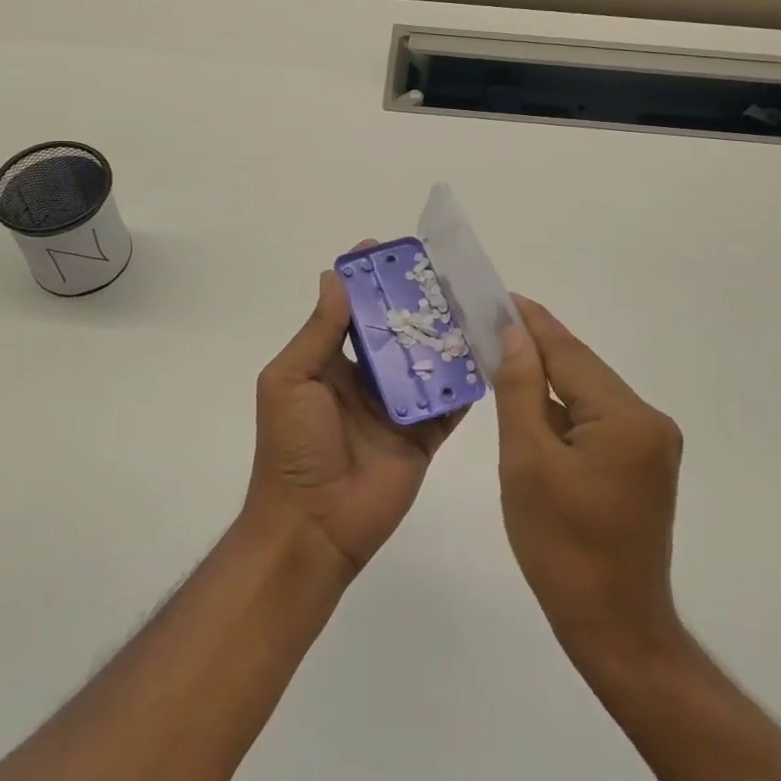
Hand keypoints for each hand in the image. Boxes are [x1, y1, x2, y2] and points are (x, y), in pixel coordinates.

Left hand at [245, 249, 461, 576]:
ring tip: (473, 302)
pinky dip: (467, 381)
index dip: (369, 282)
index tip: (389, 252)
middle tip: (445, 272)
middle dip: (417, 303)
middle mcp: (367, 379)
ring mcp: (398, 408)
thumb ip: (319, 332)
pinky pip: (450, 403)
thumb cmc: (292, 448)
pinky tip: (489, 352)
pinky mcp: (424, 436)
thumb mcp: (291, 380)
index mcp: (331, 364)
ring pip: (427, 362)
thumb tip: (335, 277)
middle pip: (397, 332)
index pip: (353, 311)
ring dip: (446, 335)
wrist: (313, 528)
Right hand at [494, 296, 686, 673]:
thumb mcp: (527, 461)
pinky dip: (563, 411)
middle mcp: (649, 420)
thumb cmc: (561, 547)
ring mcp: (651, 444)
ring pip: (588, 395)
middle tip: (489, 324)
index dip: (532, 322)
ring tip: (502, 356)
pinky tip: (532, 405)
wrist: (614, 628)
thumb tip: (515, 334)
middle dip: (537, 348)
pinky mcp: (643, 465)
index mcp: (626, 417)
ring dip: (548, 380)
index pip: (569, 353)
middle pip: (582, 370)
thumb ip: (521, 389)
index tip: (499, 295)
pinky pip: (596, 420)